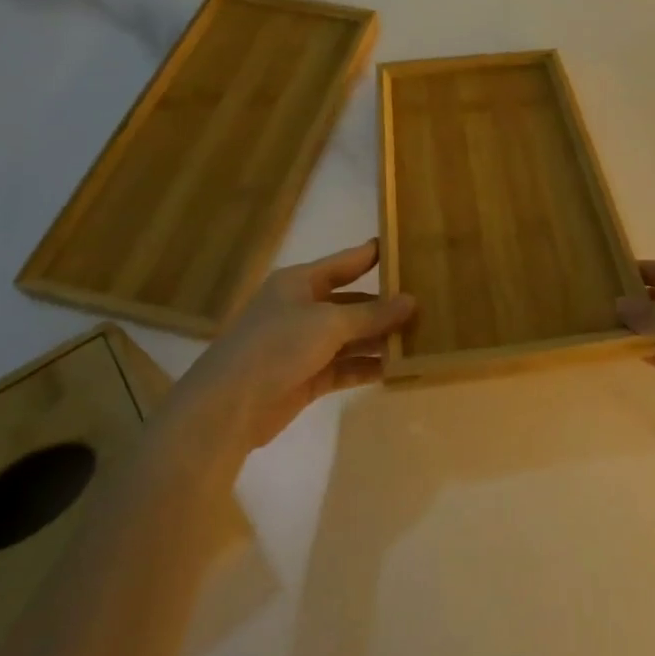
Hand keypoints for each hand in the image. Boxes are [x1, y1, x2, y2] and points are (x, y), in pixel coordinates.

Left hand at [170, 239, 414, 449]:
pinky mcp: (307, 377)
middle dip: (385, 306)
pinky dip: (368, 367)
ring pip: (351, 337)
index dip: (373, 255)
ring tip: (421, 338)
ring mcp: (303, 345)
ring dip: (380, 339)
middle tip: (427, 304)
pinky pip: (345, 366)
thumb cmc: (276, 346)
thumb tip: (411, 301)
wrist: (228, 407)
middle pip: (352, 302)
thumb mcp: (328, 323)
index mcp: (299, 283)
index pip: (345, 262)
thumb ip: (372, 314)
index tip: (405, 248)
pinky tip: (398, 368)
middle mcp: (302, 309)